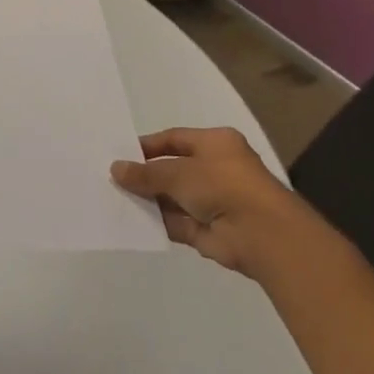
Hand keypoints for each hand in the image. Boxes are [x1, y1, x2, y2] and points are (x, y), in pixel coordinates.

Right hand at [111, 126, 310, 281]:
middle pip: (173, 169)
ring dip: (149, 199)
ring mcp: (213, 200)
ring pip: (173, 197)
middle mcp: (216, 168)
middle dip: (146, 175)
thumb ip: (146, 173)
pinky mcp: (208, 230)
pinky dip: (158, 222)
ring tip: (114, 199)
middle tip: (112, 178)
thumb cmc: (222, 185)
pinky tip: (131, 221)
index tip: (121, 154)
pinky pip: (177, 222)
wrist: (261, 234)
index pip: (175, 139)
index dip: (148, 146)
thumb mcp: (178, 172)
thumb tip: (116, 169)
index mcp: (215, 143)